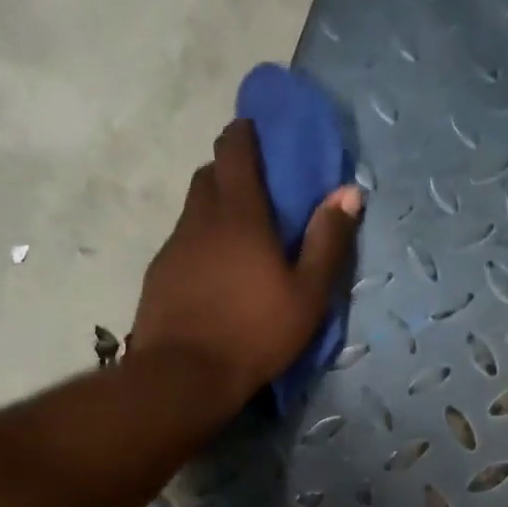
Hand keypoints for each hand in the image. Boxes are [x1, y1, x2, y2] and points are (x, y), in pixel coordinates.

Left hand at [128, 119, 362, 409]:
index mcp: (240, 215)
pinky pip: (183, 241)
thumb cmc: (255, 332)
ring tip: (239, 237)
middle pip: (209, 175)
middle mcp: (201, 219)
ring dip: (215, 208)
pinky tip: (215, 273)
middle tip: (256, 190)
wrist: (184, 374)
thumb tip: (348, 192)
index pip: (235, 151)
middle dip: (230, 170)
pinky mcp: (159, 273)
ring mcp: (174, 245)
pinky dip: (201, 242)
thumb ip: (328, 241)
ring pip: (194, 209)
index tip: (257, 131)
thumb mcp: (307, 294)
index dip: (244, 134)